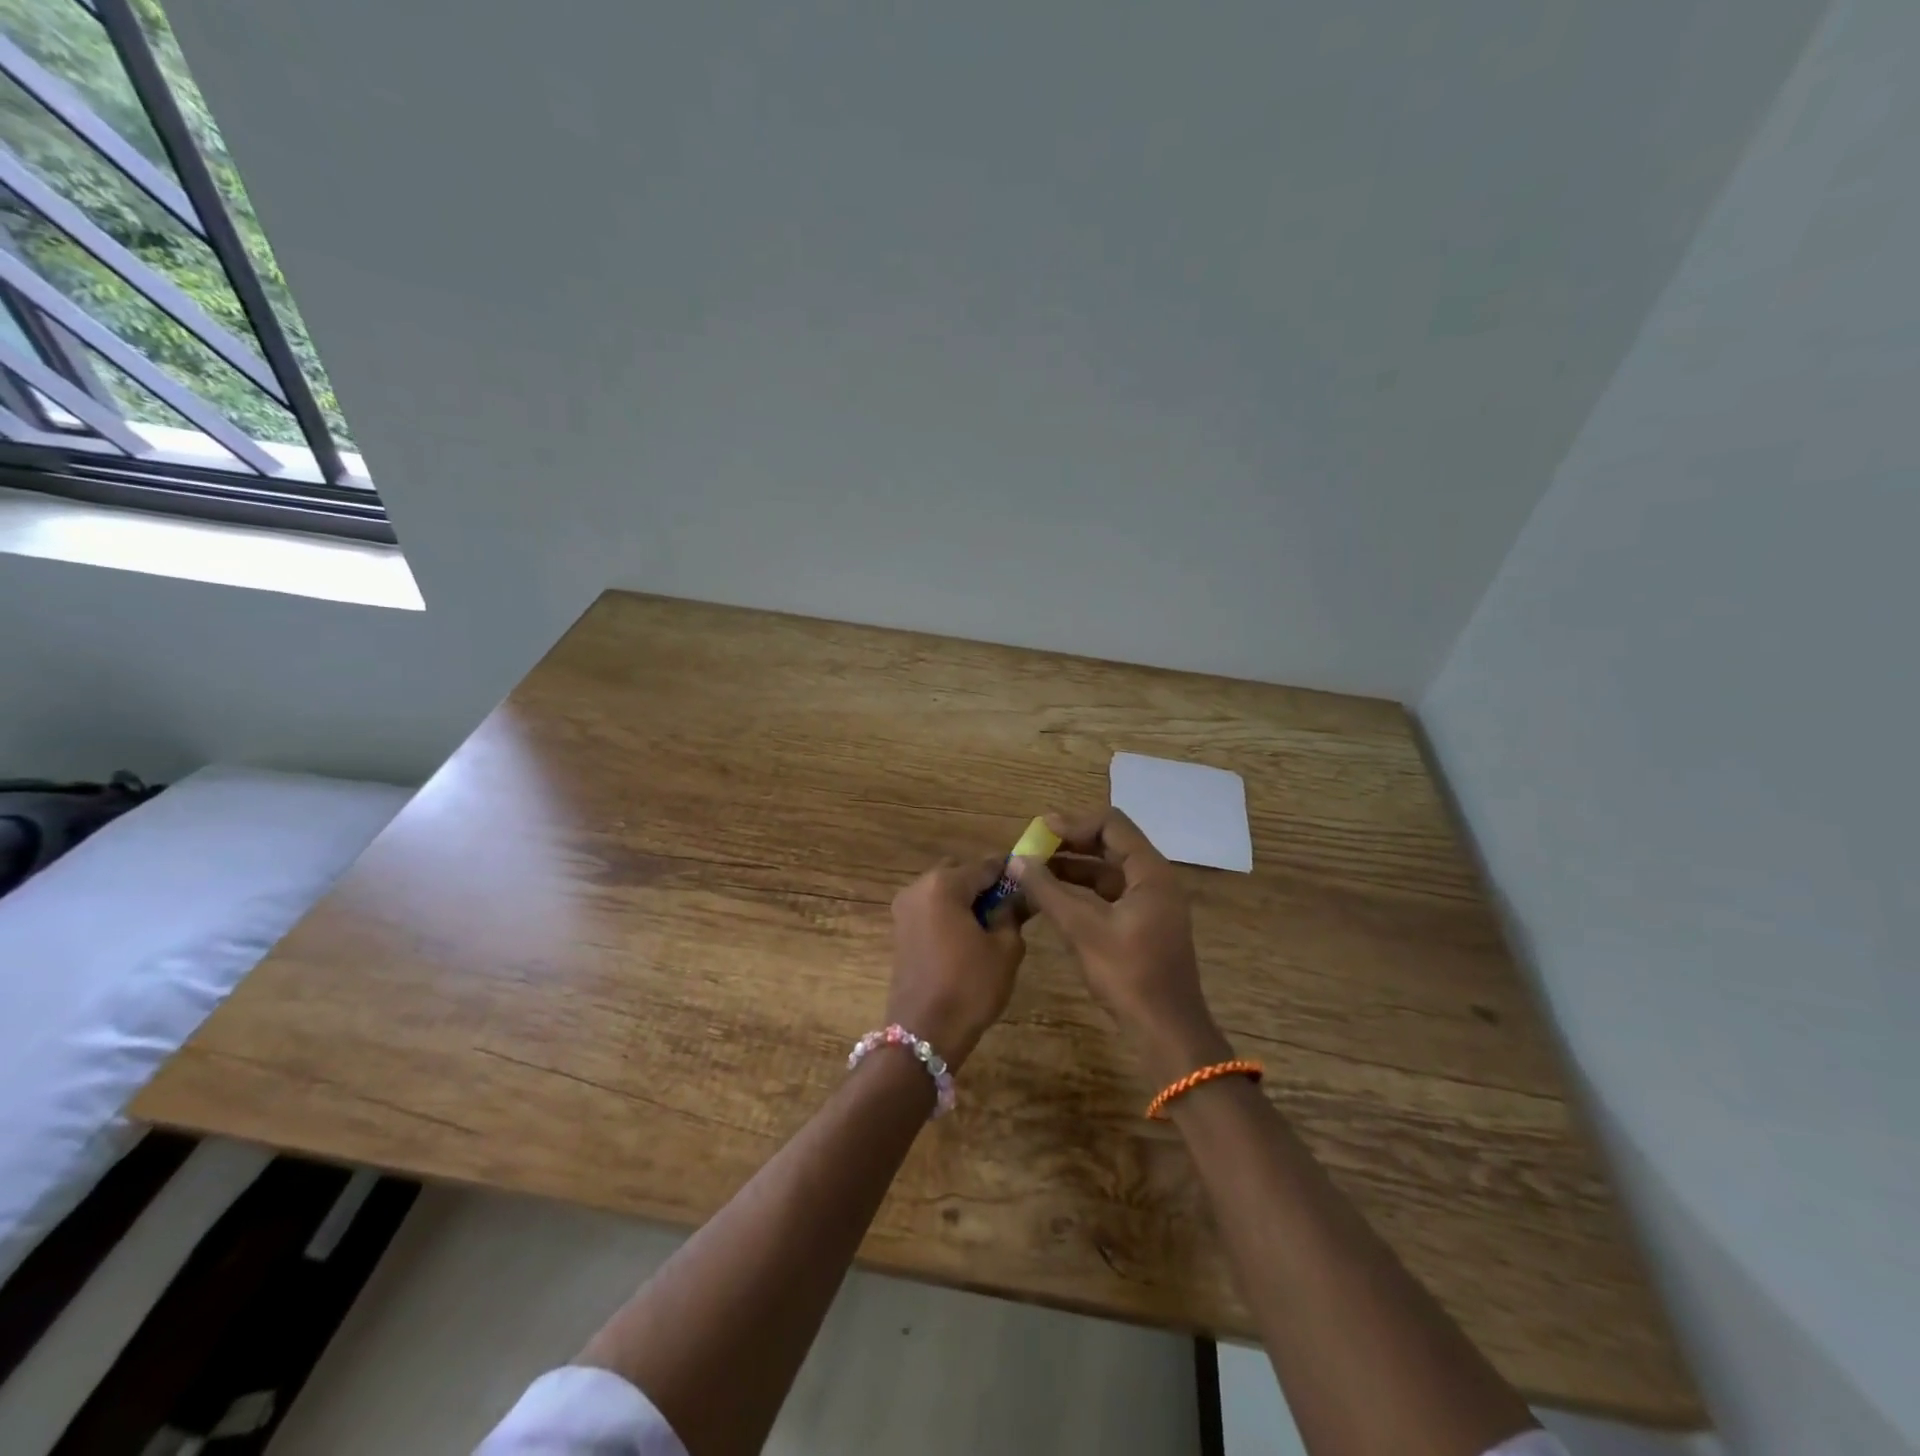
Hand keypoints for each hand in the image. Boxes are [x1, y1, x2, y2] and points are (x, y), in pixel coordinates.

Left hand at [885, 857, 1026, 1071]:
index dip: (1009, 872)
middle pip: (959, 872)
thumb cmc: (970, 986)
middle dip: (984, 885)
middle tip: (1010, 907)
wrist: (924, 1033)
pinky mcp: (900, 930)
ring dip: (966, 900)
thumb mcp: (1005, 949)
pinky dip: (950, 914)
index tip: (1031, 881)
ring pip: (943, 890)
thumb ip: (1012, 913)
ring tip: (991, 925)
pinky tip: (969, 938)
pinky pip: (931, 909)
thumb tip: (1020, 895)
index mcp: (944, 884)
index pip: (985, 865)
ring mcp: (904, 909)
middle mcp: (918, 887)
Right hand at [1012, 808, 1229, 1081]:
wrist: (1166, 1031)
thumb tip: (1016, 861)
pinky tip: (1052, 898)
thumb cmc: (1129, 975)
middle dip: (1069, 844)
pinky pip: (1108, 894)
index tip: (1039, 832)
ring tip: (1034, 871)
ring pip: (1107, 871)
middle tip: (1031, 849)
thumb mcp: (1083, 929)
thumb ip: (1048, 891)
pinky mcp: (1141, 924)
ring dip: (1072, 867)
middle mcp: (1154, 879)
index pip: (1111, 825)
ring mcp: (1150, 903)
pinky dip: (1081, 890)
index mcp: (1150, 872)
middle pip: (1109, 845)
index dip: (1073, 824)